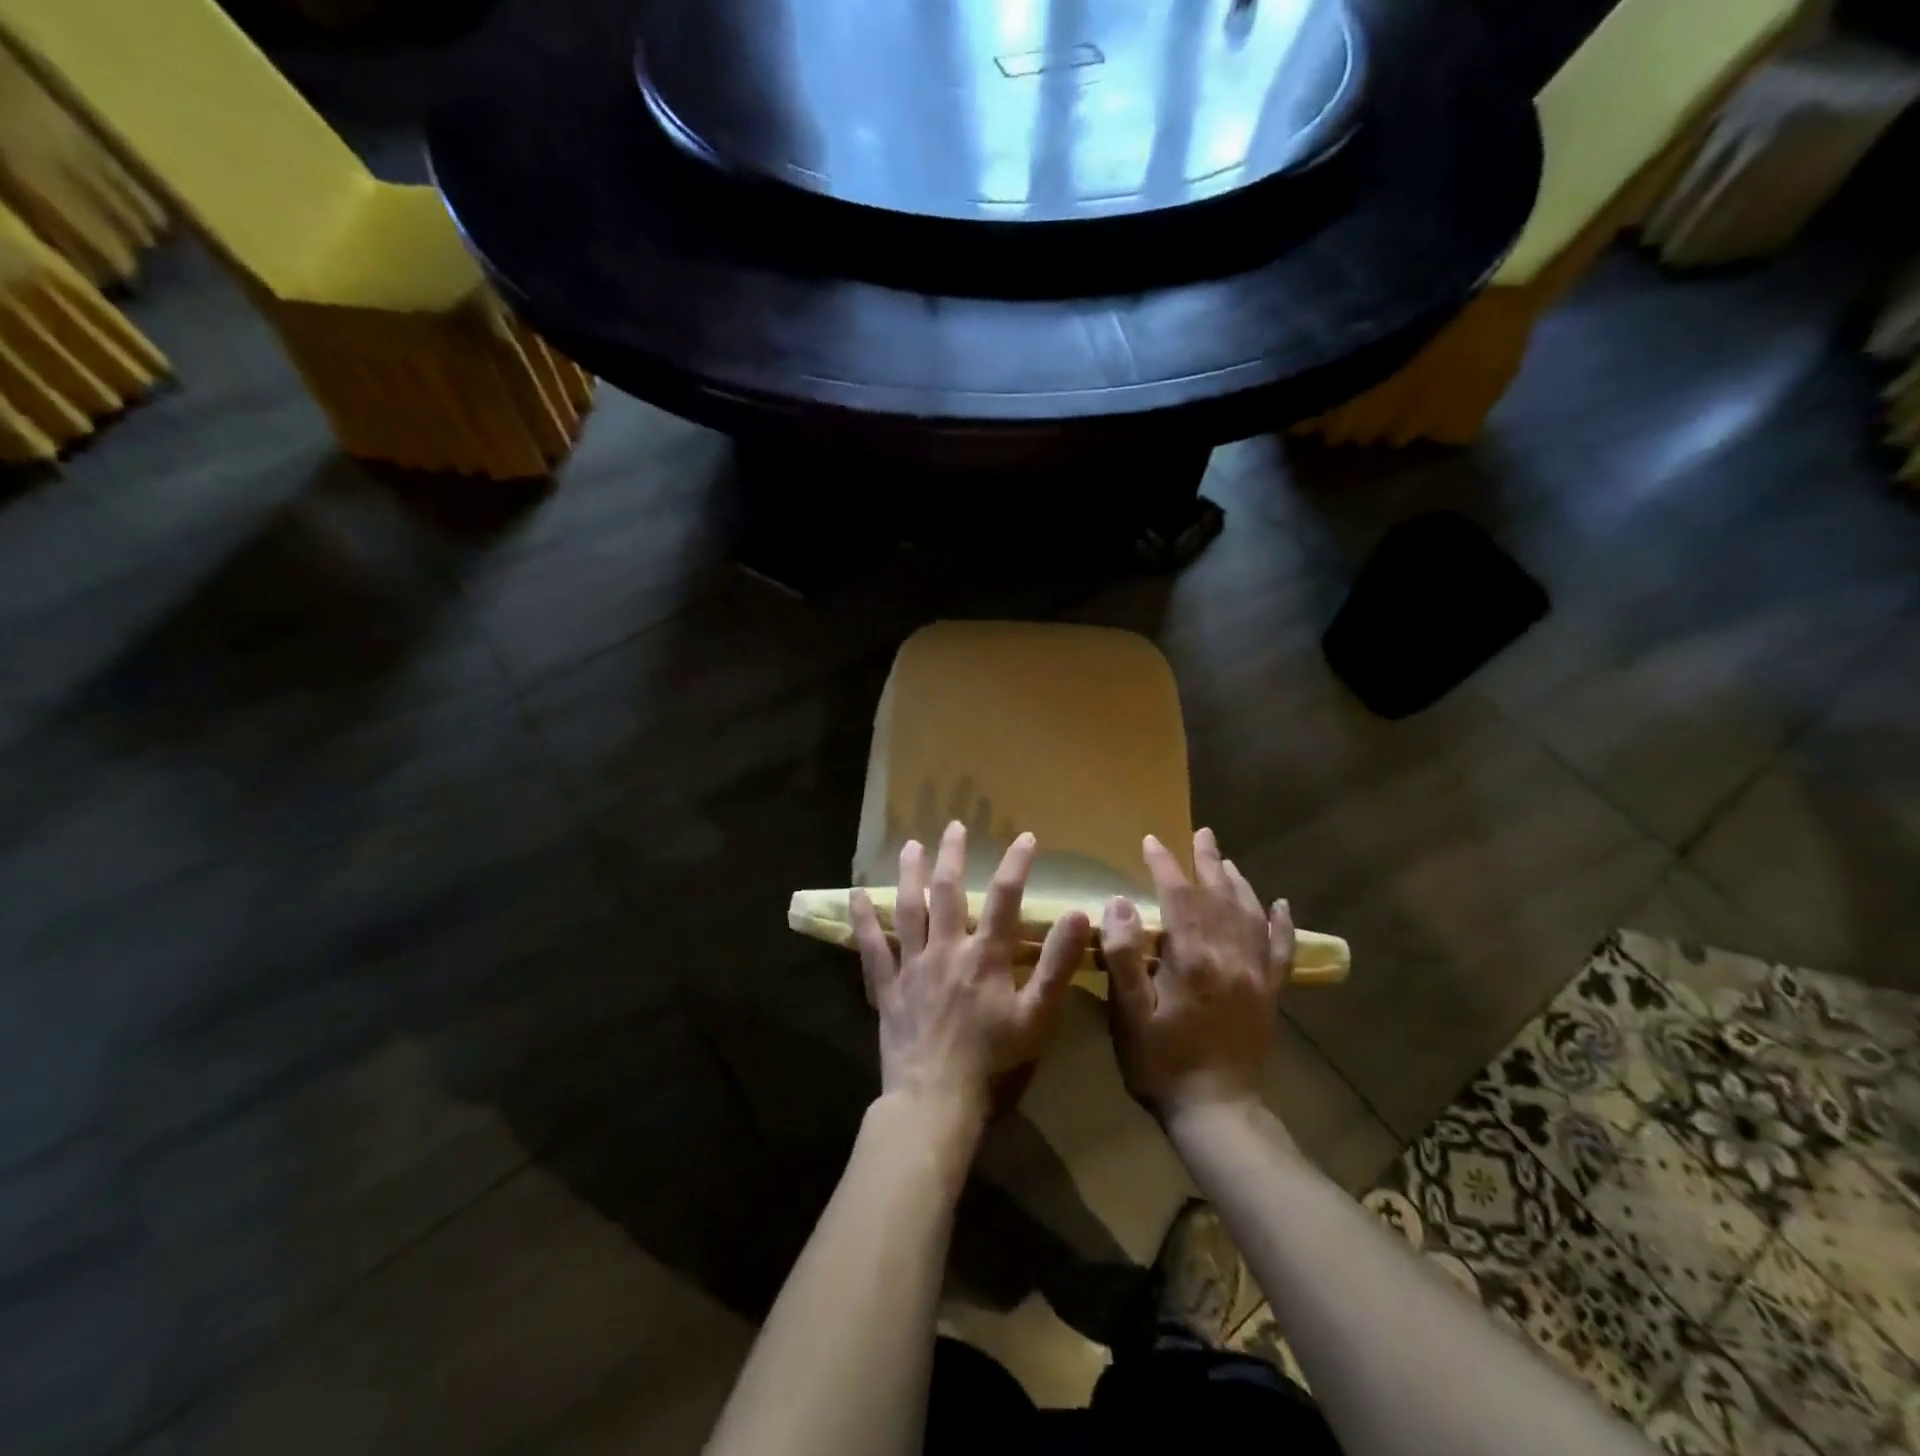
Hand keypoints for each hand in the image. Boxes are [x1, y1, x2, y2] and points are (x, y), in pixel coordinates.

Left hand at [850, 822, 1091, 1125]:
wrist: (936, 1099)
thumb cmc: (993, 1060)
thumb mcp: (1037, 1016)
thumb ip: (1056, 964)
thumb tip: (1077, 914)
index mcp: (985, 956)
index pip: (1006, 898)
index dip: (1016, 864)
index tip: (1025, 837)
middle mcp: (946, 949)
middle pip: (949, 892)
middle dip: (952, 856)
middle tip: (953, 826)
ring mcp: (912, 966)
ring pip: (910, 909)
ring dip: (911, 875)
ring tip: (910, 846)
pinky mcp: (887, 986)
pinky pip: (872, 946)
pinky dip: (864, 920)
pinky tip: (857, 894)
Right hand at [1103, 828, 1294, 1120]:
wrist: (1217, 1113)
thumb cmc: (1161, 1063)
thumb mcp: (1129, 1014)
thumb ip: (1123, 956)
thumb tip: (1119, 903)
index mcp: (1193, 959)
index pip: (1179, 897)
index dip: (1165, 866)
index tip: (1151, 841)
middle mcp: (1230, 957)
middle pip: (1219, 897)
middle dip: (1207, 862)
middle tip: (1200, 834)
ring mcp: (1255, 976)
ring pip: (1250, 915)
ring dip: (1238, 883)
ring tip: (1226, 859)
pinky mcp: (1270, 995)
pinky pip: (1281, 950)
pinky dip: (1282, 924)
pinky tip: (1281, 905)